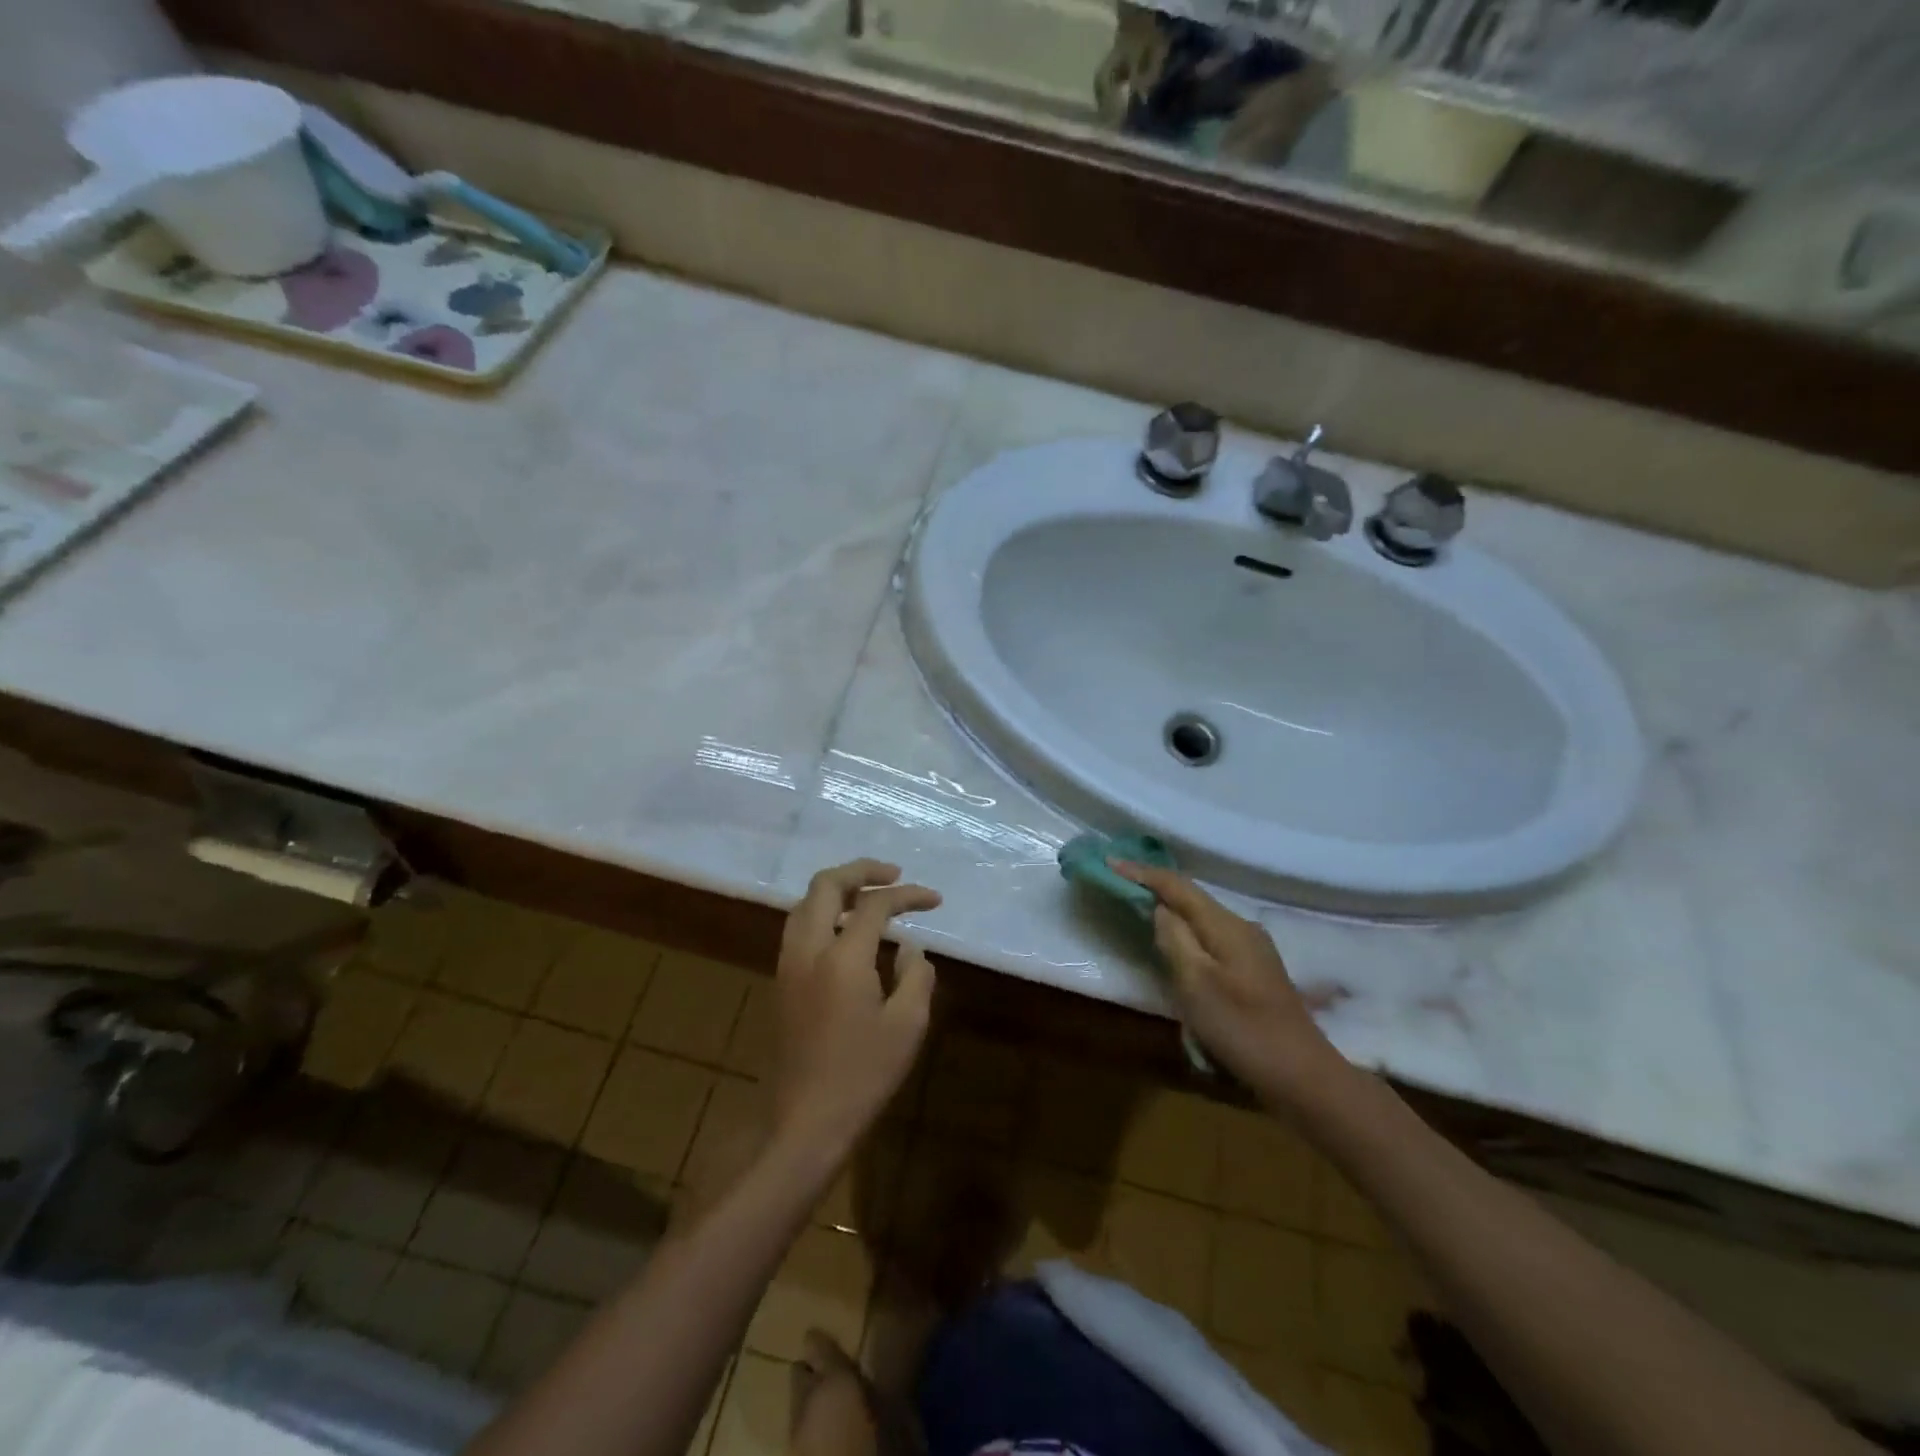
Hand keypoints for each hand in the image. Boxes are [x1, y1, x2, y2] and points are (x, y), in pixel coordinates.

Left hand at [772, 859, 940, 1155]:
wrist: (806, 1122)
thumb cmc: (863, 1075)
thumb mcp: (907, 1025)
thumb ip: (915, 975)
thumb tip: (910, 948)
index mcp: (842, 957)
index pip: (875, 904)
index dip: (908, 895)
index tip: (934, 899)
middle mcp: (808, 949)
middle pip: (826, 885)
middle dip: (862, 870)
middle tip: (893, 875)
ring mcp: (788, 964)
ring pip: (805, 903)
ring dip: (839, 889)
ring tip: (871, 898)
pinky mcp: (781, 982)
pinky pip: (799, 927)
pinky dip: (824, 913)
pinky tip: (848, 931)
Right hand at [1114, 861, 1348, 1106]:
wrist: (1302, 1077)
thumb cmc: (1242, 1028)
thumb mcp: (1196, 984)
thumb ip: (1174, 940)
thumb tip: (1161, 910)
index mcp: (1227, 926)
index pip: (1178, 886)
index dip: (1142, 872)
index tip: (1110, 862)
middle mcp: (1242, 928)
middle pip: (1192, 899)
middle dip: (1157, 888)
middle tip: (1122, 883)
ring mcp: (1254, 951)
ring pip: (1203, 920)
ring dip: (1173, 913)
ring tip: (1142, 911)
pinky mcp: (1256, 973)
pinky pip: (1213, 939)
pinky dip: (1189, 935)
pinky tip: (1179, 949)